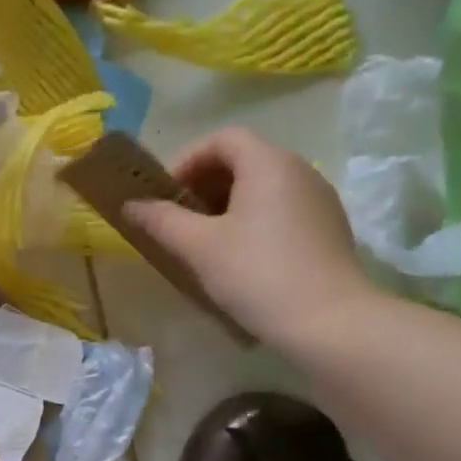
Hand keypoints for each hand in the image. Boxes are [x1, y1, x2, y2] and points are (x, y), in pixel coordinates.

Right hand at [126, 128, 379, 343]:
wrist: (329, 322)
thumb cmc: (256, 273)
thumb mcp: (198, 246)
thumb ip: (161, 220)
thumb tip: (131, 205)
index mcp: (268, 163)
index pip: (223, 138)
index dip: (188, 159)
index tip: (166, 194)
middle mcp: (299, 170)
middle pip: (244, 159)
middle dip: (204, 183)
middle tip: (179, 219)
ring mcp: (319, 199)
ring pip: (263, 186)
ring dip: (227, 204)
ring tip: (204, 240)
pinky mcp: (328, 228)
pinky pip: (281, 209)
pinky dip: (253, 220)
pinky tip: (239, 257)